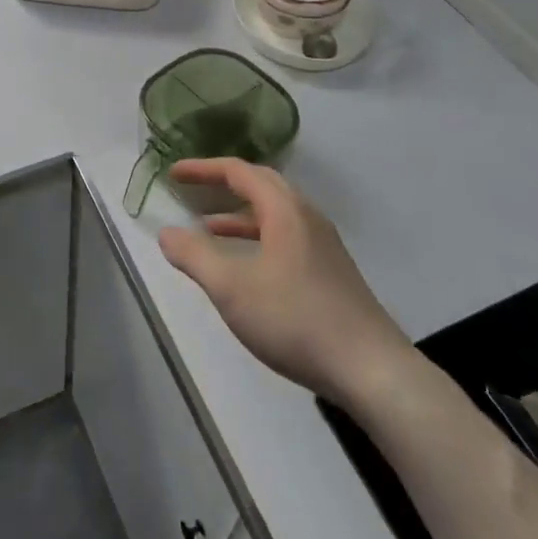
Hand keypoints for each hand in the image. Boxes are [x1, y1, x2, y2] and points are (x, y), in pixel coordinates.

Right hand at [158, 159, 412, 407]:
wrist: (371, 369)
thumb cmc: (296, 319)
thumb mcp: (232, 288)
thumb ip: (195, 256)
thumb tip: (166, 233)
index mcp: (285, 211)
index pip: (239, 172)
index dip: (203, 169)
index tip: (173, 173)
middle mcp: (307, 218)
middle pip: (261, 185)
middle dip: (223, 183)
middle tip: (192, 189)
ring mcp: (323, 245)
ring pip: (275, 214)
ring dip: (239, 214)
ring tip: (207, 229)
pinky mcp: (330, 272)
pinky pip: (285, 236)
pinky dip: (257, 237)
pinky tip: (246, 267)